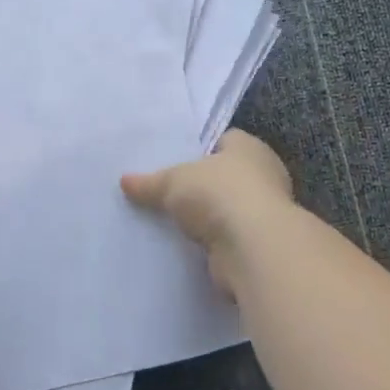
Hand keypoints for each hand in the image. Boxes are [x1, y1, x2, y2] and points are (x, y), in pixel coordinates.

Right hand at [121, 130, 294, 296]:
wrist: (253, 249)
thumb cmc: (218, 194)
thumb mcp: (172, 181)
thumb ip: (150, 182)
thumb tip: (125, 181)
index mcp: (248, 147)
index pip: (222, 141)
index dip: (198, 150)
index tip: (172, 160)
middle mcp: (263, 176)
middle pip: (224, 176)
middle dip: (199, 185)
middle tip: (165, 191)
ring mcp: (264, 212)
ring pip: (225, 210)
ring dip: (206, 218)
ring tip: (169, 221)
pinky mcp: (258, 245)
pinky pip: (227, 238)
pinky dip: (211, 243)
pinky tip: (184, 245)